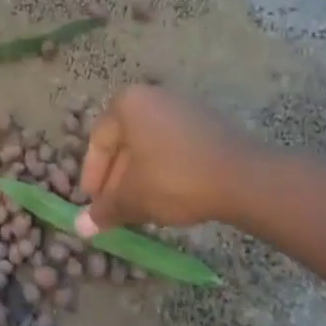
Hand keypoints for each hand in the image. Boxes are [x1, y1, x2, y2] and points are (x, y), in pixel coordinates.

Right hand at [76, 86, 253, 236]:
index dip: (92, 177)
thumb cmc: (175, 179)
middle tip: (114, 209)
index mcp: (127, 104)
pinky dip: (165, 168)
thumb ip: (106, 210)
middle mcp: (153, 96)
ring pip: (150, 145)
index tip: (93, 204)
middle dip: (117, 179)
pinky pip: (175, 145)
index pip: (98, 142)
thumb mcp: (134, 198)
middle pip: (125, 142)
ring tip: (141, 207)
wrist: (245, 178)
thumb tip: (81, 228)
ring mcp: (184, 106)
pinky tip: (169, 195)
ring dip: (141, 176)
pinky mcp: (210, 122)